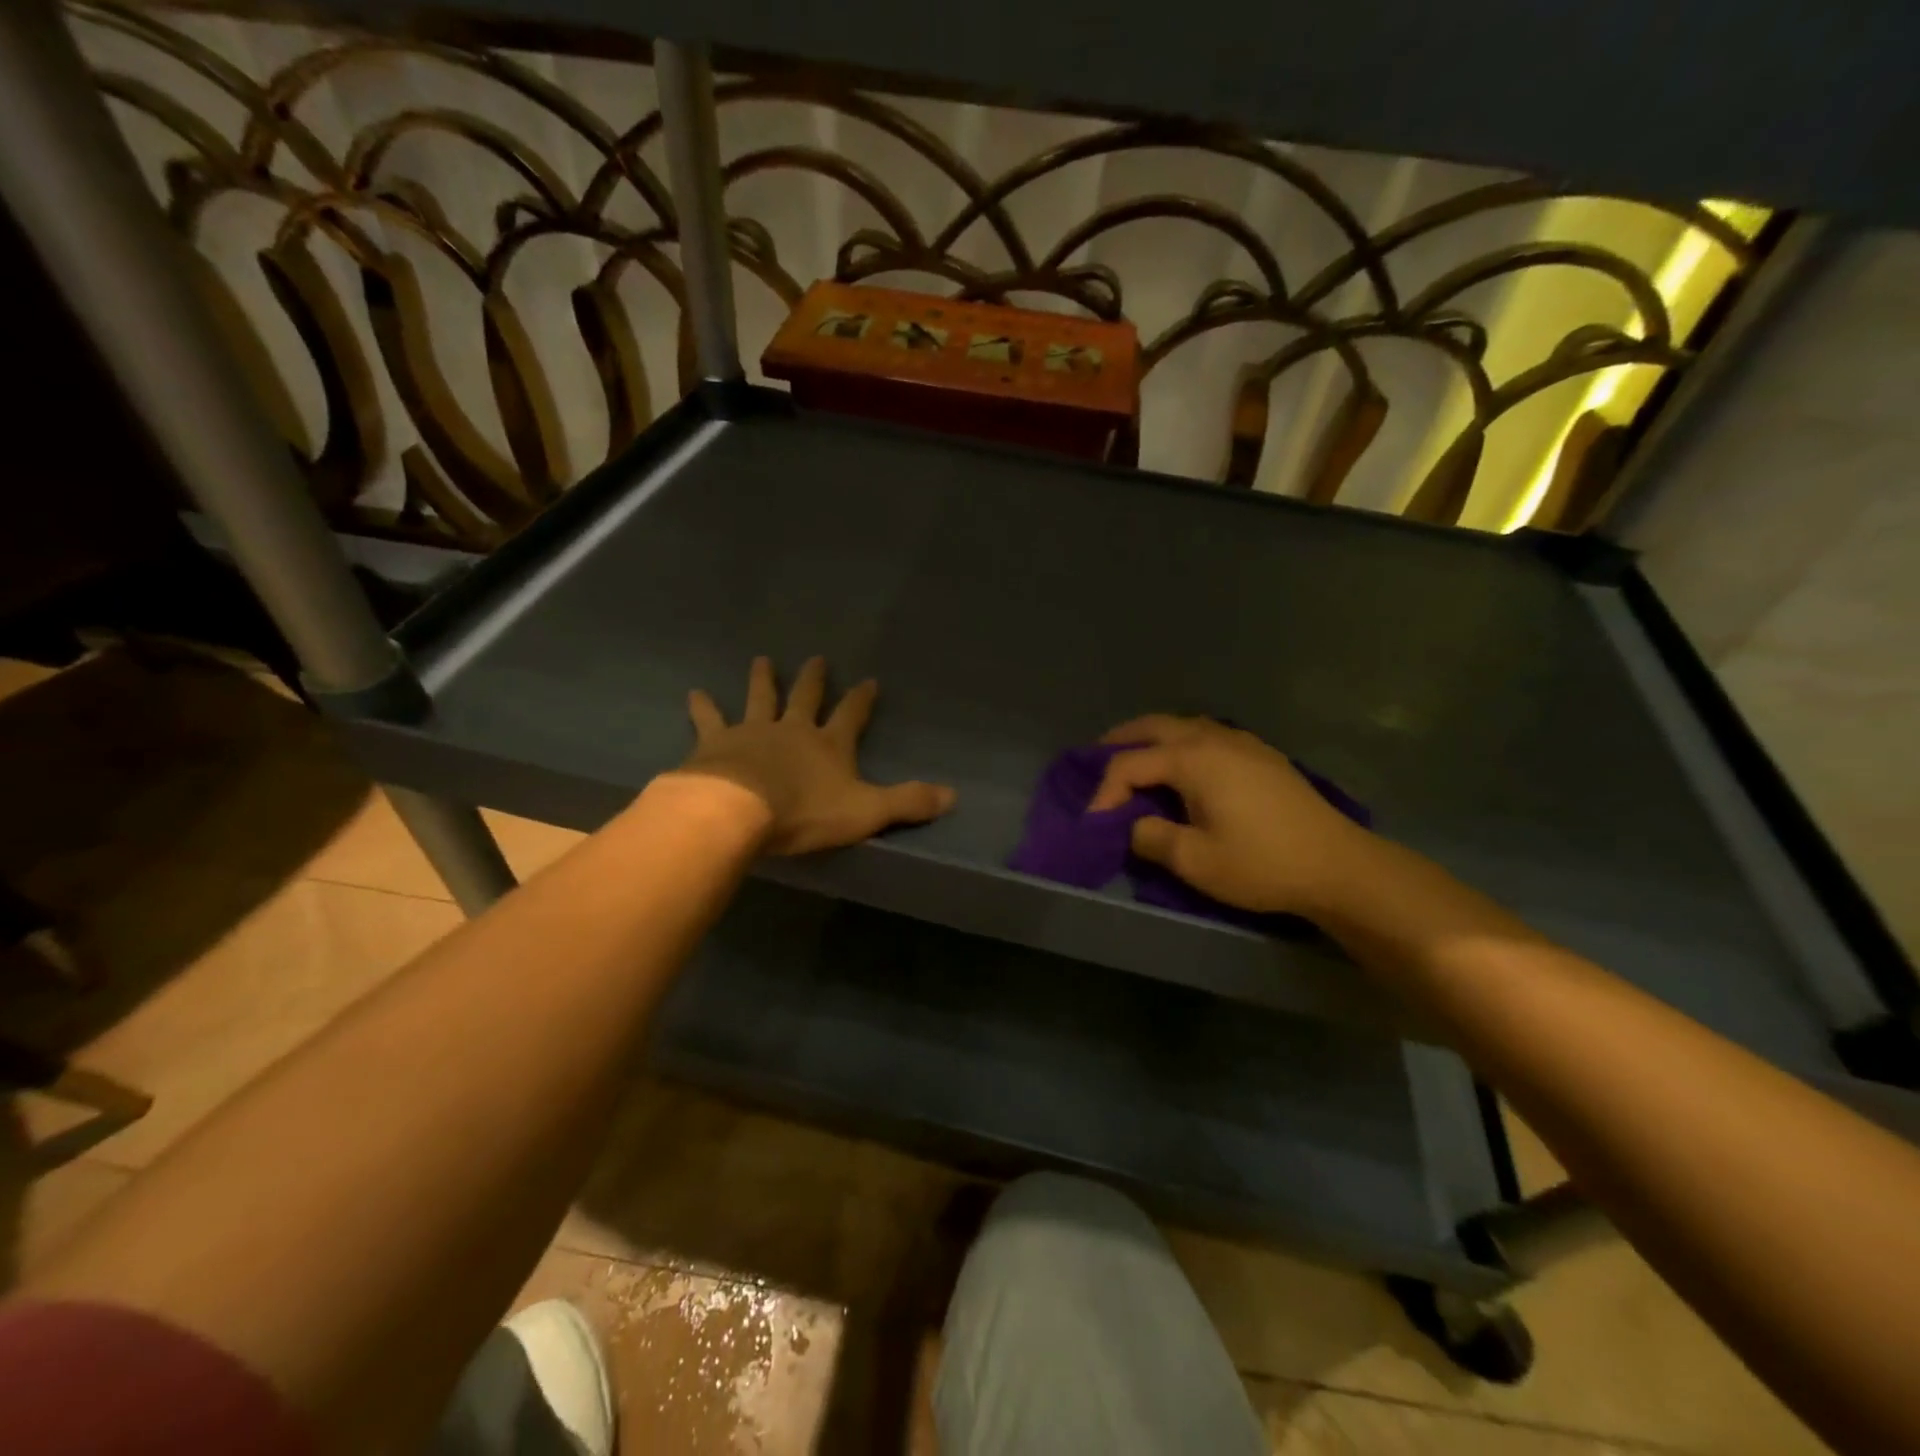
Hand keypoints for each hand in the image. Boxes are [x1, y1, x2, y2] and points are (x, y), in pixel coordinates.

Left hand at [679, 656, 954, 854]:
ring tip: (762, 660)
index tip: (869, 680)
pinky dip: (703, 707)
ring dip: (763, 680)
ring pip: (760, 699)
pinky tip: (694, 692)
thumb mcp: (867, 812)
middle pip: (806, 698)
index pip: (852, 715)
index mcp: (829, 746)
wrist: (738, 810)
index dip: (861, 699)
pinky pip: (710, 720)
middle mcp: (793, 730)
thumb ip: (908, 803)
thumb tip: (953, 795)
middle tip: (816, 658)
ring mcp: (752, 732)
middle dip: (814, 680)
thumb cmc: (805, 812)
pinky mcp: (716, 743)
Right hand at [1088, 715, 1377, 916]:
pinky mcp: (1261, 755)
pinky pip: (1207, 735)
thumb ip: (1152, 838)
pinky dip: (1180, 742)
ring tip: (1134, 757)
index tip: (1094, 823)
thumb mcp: (1195, 861)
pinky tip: (1183, 765)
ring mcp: (1242, 742)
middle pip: (1153, 727)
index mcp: (1192, 759)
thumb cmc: (1262, 863)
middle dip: (1119, 740)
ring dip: (1151, 737)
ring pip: (1183, 725)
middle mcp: (1213, 738)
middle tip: (1094, 759)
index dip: (1104, 792)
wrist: (1338, 866)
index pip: (1129, 764)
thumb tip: (1135, 826)